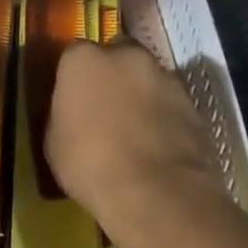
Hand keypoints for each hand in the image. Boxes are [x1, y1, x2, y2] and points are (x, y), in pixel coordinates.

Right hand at [46, 40, 230, 236]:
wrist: (156, 192)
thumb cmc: (91, 164)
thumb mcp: (54, 142)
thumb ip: (64, 113)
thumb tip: (73, 113)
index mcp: (83, 59)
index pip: (74, 55)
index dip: (75, 78)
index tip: (74, 100)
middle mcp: (125, 55)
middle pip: (117, 56)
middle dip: (113, 75)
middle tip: (106, 108)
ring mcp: (164, 75)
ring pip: (147, 77)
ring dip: (141, 94)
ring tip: (136, 129)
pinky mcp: (193, 102)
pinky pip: (170, 103)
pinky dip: (164, 116)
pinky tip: (158, 144)